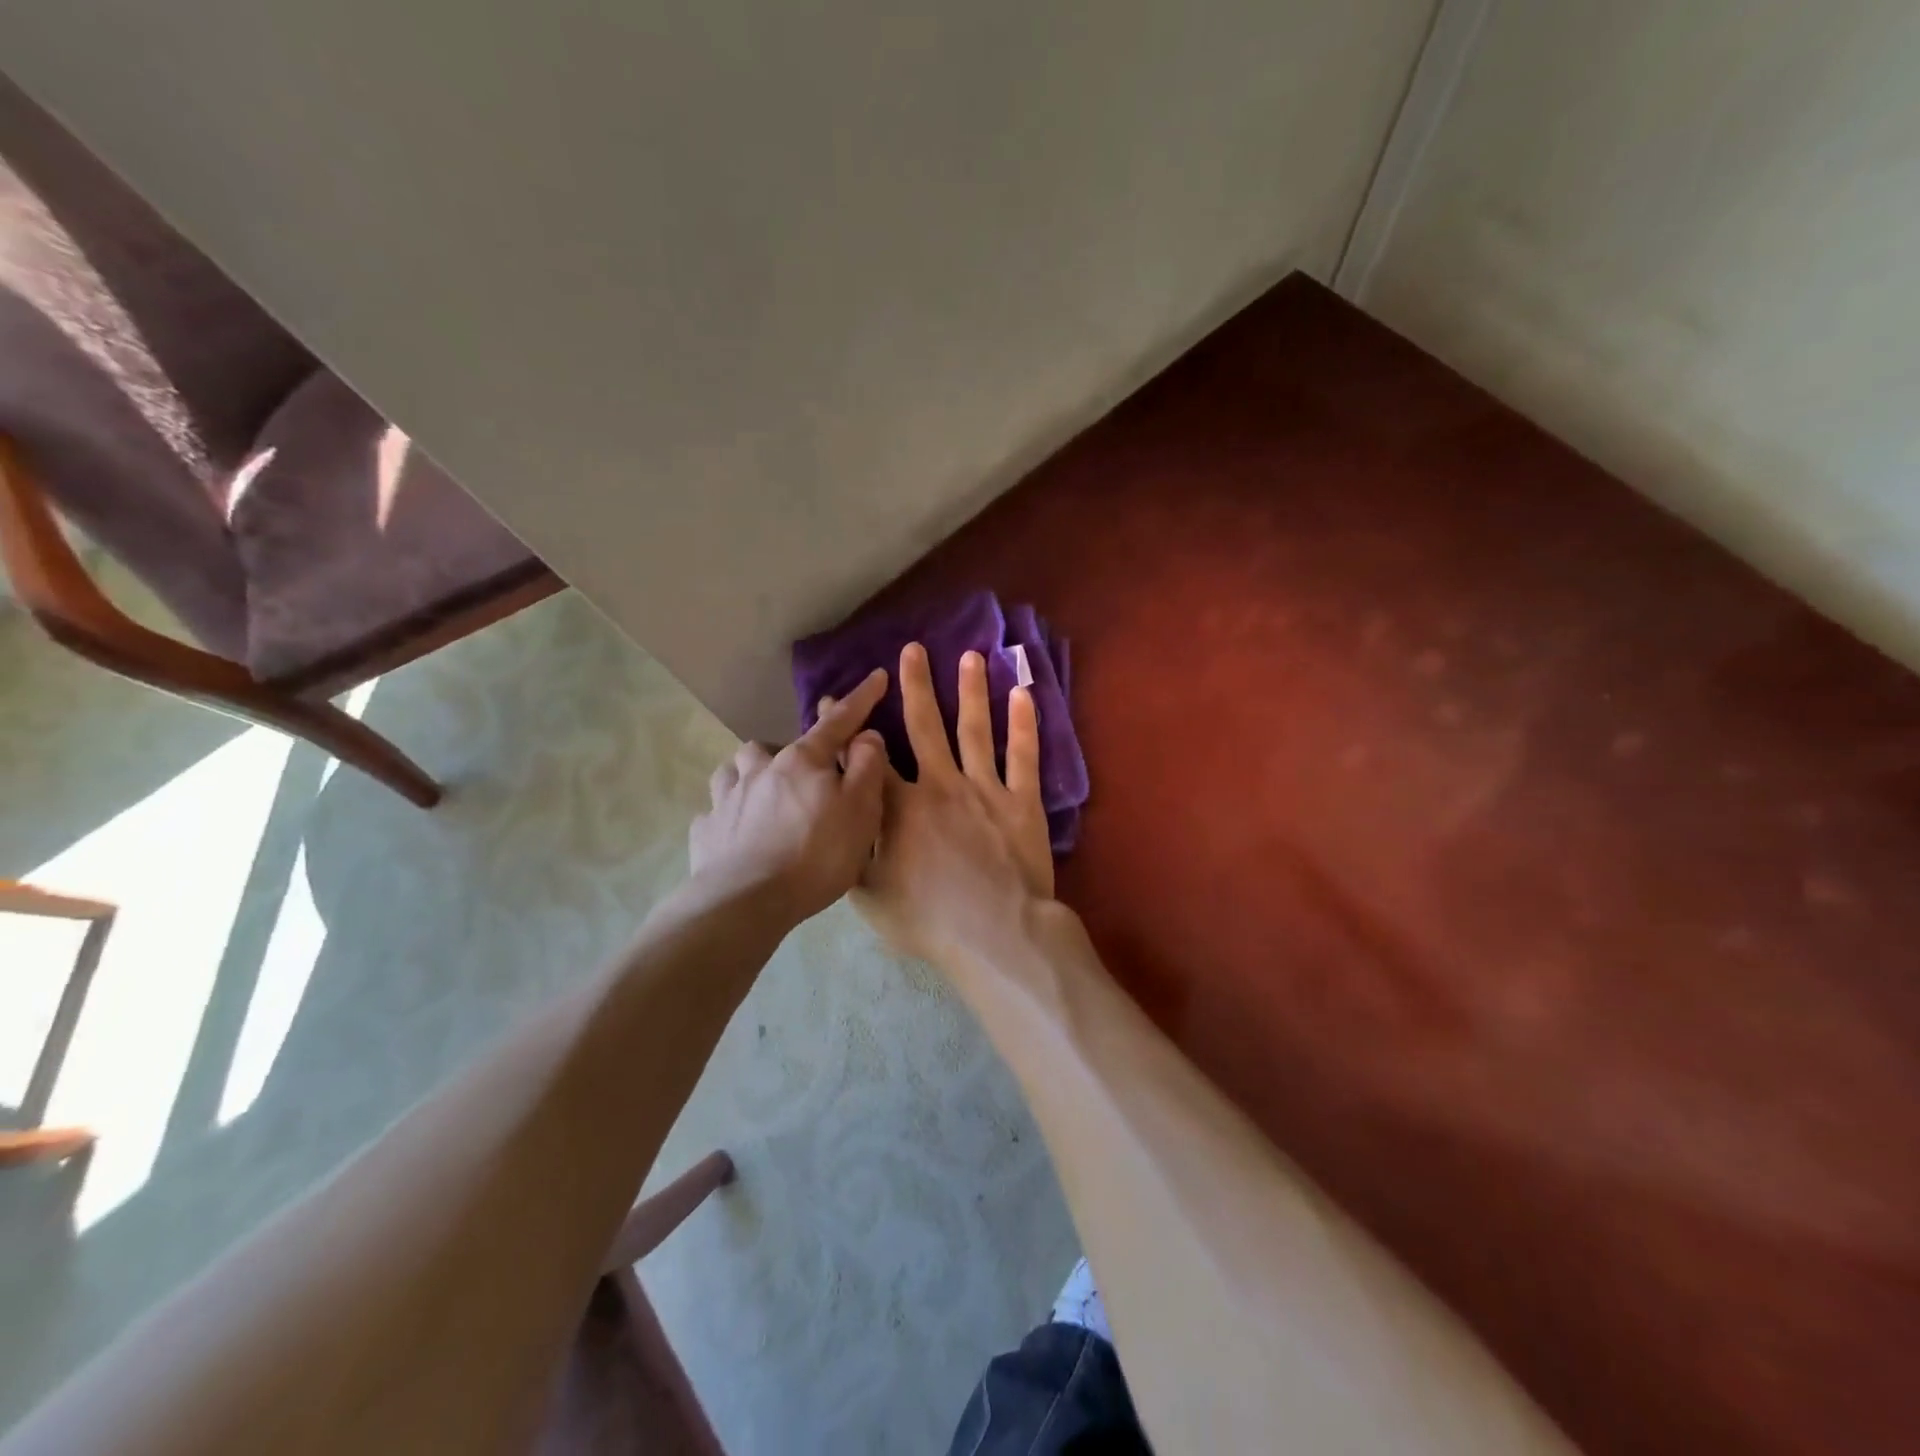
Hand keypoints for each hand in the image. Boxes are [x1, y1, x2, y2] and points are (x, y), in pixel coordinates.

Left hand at [689, 667, 889, 924]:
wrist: (746, 902)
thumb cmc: (815, 855)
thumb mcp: (861, 811)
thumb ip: (868, 767)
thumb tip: (866, 735)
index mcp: (803, 761)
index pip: (837, 721)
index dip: (860, 699)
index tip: (876, 676)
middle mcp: (761, 768)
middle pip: (779, 746)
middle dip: (796, 754)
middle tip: (812, 782)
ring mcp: (727, 797)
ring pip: (738, 769)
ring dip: (753, 774)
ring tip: (766, 796)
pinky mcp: (707, 829)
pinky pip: (718, 810)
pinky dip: (730, 813)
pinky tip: (738, 832)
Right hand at [852, 642, 1053, 968]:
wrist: (995, 933)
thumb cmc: (928, 920)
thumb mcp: (870, 895)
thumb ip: (855, 855)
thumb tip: (842, 826)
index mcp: (899, 807)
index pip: (871, 757)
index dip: (854, 726)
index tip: (841, 697)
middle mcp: (940, 785)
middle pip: (925, 727)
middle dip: (916, 686)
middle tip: (913, 649)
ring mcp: (984, 789)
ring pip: (975, 730)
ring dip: (971, 691)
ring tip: (970, 656)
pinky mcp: (1021, 802)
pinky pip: (1023, 757)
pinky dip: (1024, 725)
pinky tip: (1022, 694)